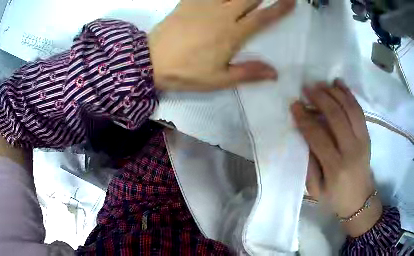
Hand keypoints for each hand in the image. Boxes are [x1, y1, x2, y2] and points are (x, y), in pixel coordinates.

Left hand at [148, 0, 294, 90]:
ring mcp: (204, 5)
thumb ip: (248, 73)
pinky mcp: (188, 2)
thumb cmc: (186, 73)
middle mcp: (222, 14)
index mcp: (233, 34)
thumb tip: (275, 73)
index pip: (263, 17)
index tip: (291, 1)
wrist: (151, 61)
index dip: (279, 8)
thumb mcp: (219, 80)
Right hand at [292, 80, 381, 236]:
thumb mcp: (316, 190)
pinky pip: (358, 110)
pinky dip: (348, 94)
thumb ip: (309, 164)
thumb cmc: (335, 198)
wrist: (360, 200)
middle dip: (320, 98)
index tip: (295, 105)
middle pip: (336, 116)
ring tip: (320, 84)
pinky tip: (338, 83)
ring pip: (349, 108)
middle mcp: (351, 150)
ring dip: (334, 92)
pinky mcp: (368, 135)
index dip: (305, 119)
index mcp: (335, 168)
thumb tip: (302, 137)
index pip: (318, 136)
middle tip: (307, 88)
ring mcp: (362, 140)